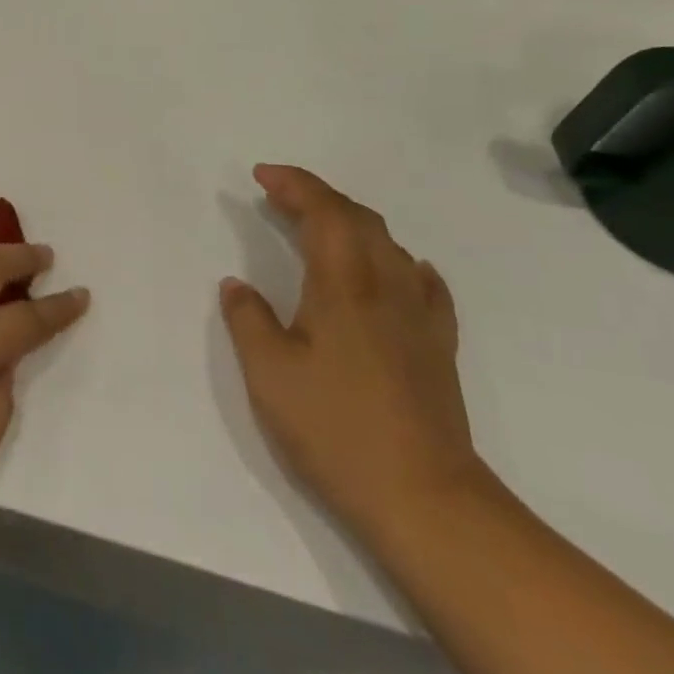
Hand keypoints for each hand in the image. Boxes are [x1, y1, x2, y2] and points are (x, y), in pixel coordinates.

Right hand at [219, 165, 485, 538]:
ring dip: (351, 222)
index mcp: (345, 288)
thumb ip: (249, 320)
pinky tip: (394, 269)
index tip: (262, 175)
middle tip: (279, 194)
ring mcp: (420, 318)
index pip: (325, 214)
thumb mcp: (269, 374)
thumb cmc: (334, 429)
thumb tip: (237, 285)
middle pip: (360, 221)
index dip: (295, 186)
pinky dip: (396, 259)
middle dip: (318, 196)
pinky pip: (421, 282)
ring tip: (318, 226)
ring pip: (390, 246)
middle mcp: (388, 289)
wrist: (424, 497)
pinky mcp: (437, 347)